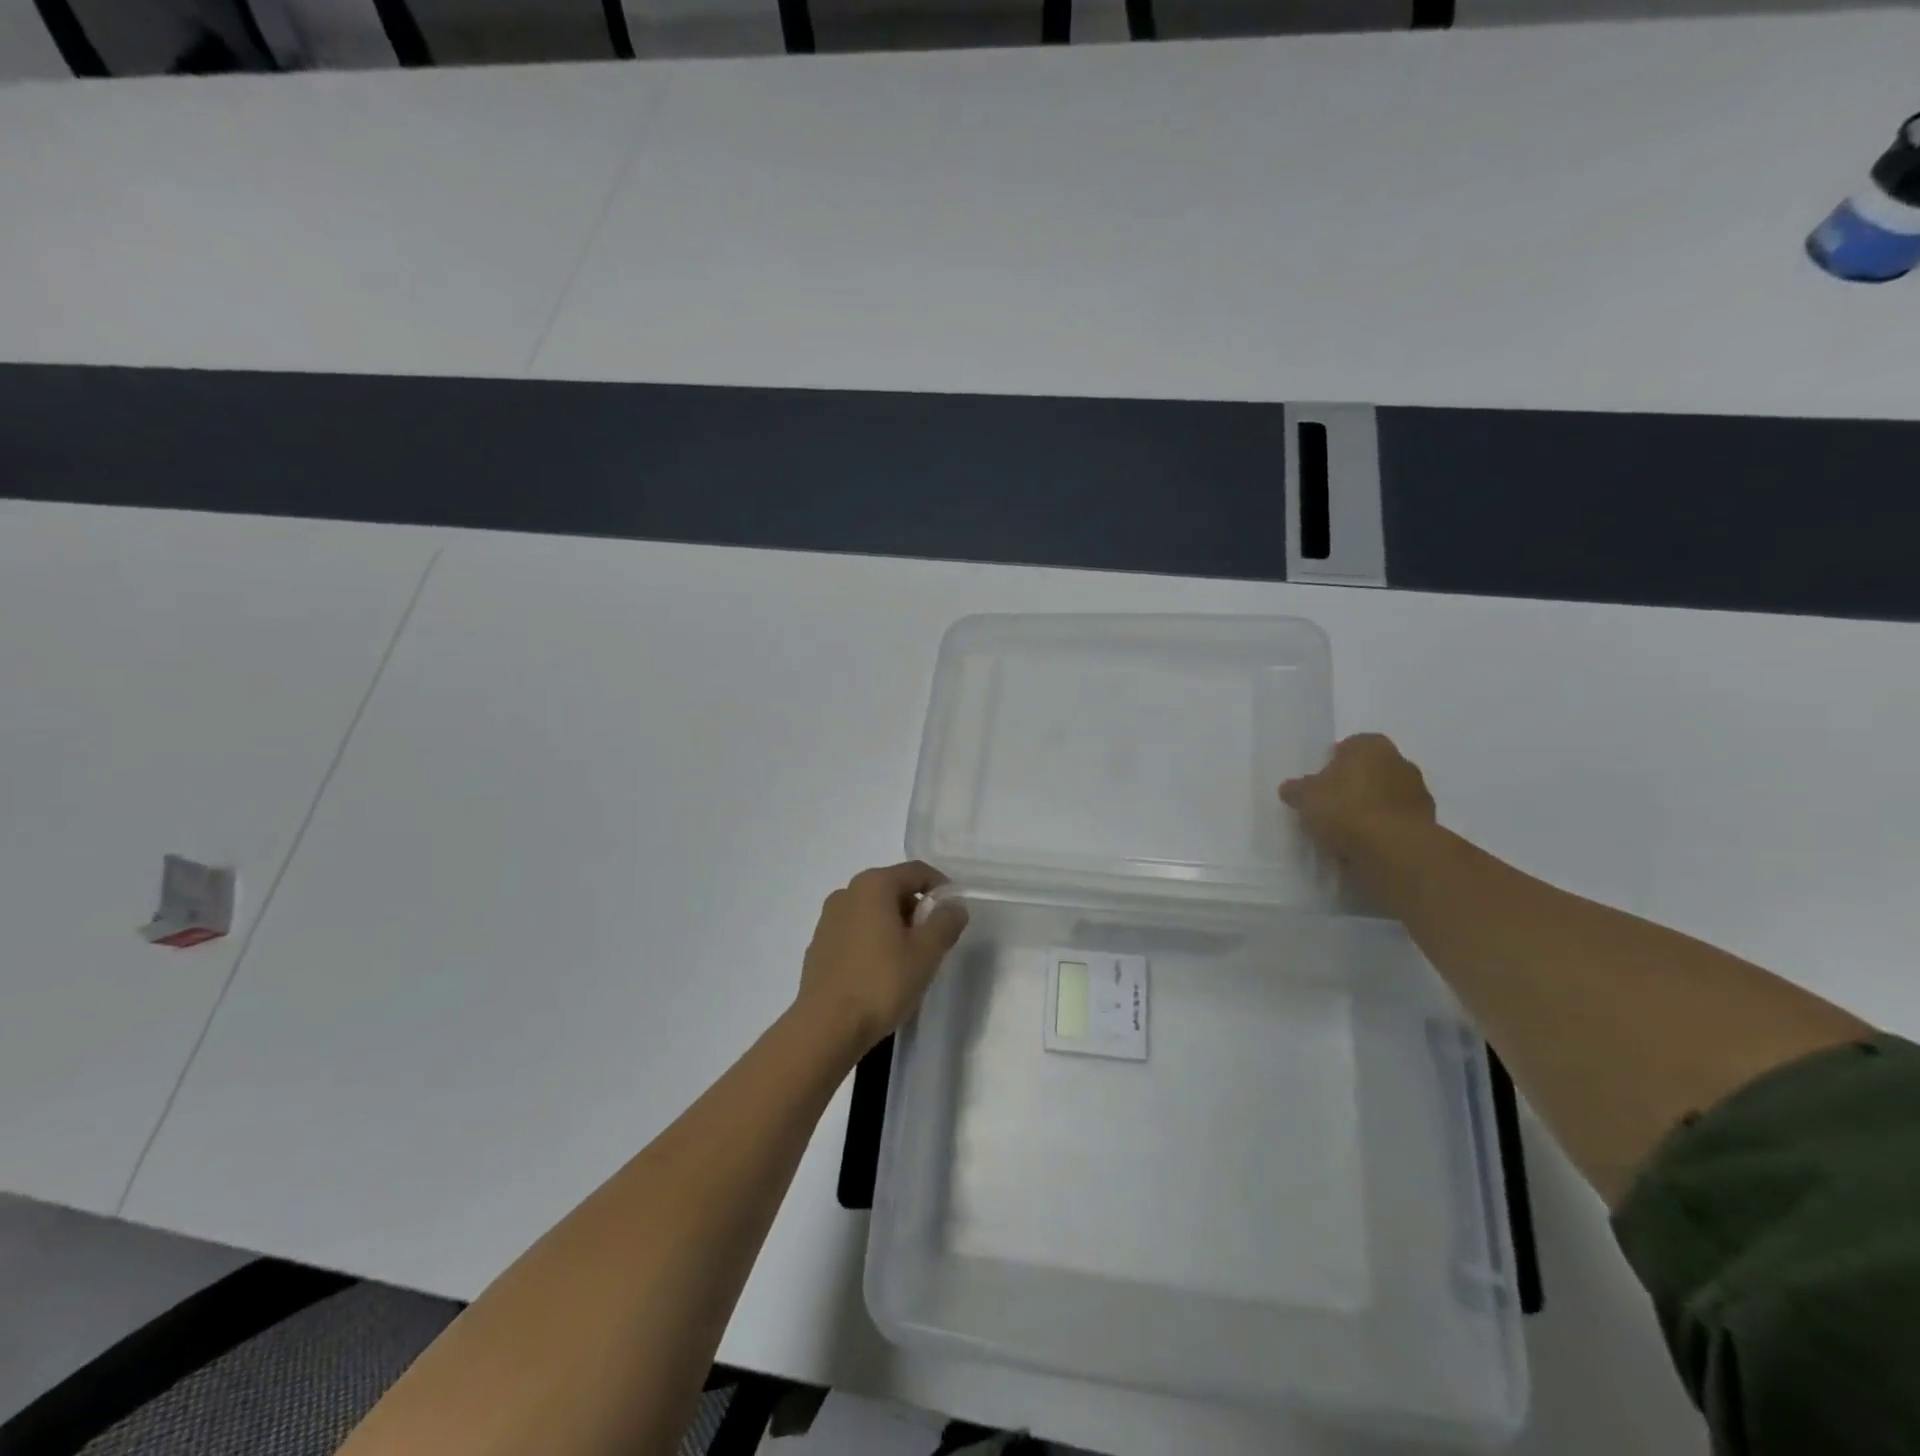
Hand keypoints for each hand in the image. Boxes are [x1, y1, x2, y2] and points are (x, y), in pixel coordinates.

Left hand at [795, 862, 968, 1056]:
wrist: (825, 1028)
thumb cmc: (881, 983)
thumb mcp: (925, 953)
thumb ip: (945, 923)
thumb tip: (954, 906)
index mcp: (873, 885)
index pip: (916, 872)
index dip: (941, 888)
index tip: (954, 914)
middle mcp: (847, 893)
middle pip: (893, 889)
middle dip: (917, 910)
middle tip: (933, 942)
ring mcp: (828, 919)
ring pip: (872, 911)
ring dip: (894, 927)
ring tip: (908, 960)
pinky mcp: (818, 946)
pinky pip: (854, 932)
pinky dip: (872, 941)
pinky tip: (879, 973)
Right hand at [1280, 733, 1436, 862]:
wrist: (1394, 849)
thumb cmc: (1345, 809)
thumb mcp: (1305, 797)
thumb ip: (1297, 790)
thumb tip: (1291, 788)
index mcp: (1371, 746)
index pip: (1349, 746)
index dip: (1332, 763)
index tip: (1319, 784)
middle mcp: (1400, 762)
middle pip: (1370, 772)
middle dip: (1353, 786)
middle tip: (1330, 807)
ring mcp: (1418, 793)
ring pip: (1384, 797)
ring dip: (1370, 809)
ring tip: (1345, 833)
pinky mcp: (1427, 823)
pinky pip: (1395, 822)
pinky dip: (1382, 830)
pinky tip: (1363, 846)